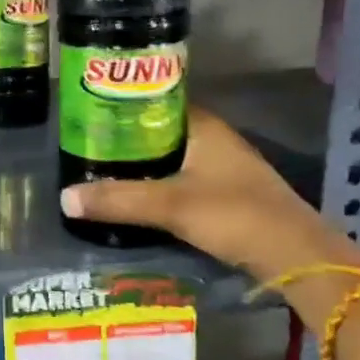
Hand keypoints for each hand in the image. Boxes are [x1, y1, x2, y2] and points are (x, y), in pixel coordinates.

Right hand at [58, 106, 353, 279]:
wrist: (295, 257)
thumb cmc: (235, 215)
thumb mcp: (170, 206)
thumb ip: (118, 200)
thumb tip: (64, 197)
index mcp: (204, 127)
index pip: (156, 102)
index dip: (123, 106)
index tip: (90, 116)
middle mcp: (214, 140)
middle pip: (159, 133)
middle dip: (125, 140)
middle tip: (86, 148)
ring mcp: (222, 168)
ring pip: (170, 159)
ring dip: (141, 166)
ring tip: (100, 172)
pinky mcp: (225, 195)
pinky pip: (180, 181)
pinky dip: (156, 186)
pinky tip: (133, 199)